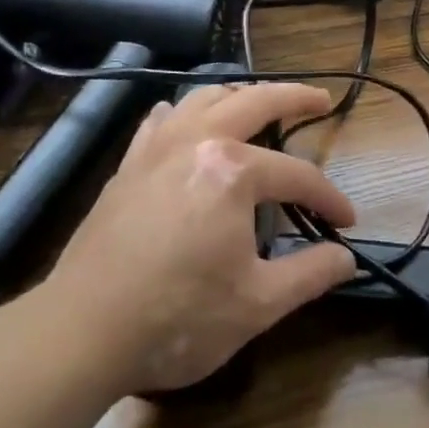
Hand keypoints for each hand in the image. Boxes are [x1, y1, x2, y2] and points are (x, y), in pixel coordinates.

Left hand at [31, 82, 357, 396]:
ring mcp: (156, 149)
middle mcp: (197, 142)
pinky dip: (182, 112)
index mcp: (233, 171)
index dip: (328, 198)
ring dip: (238, 94)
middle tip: (320, 99)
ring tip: (258, 102)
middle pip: (255, 101)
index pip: (297, 175)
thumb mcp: (257, 304)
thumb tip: (347, 258)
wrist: (81, 332)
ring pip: (204, 98)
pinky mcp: (128, 167)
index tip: (347, 222)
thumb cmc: (177, 318)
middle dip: (294, 97)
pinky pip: (160, 122)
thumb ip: (310, 274)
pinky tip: (184, 120)